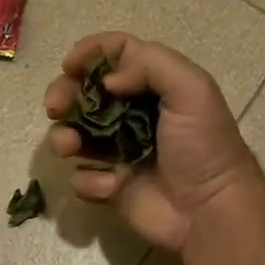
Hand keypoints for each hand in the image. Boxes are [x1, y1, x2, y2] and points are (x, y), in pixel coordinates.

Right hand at [44, 33, 263, 251]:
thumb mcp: (192, 90)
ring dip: (63, 136)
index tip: (70, 65)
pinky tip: (113, 186)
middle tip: (54, 107)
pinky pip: (81, 177)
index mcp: (153, 86)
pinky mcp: (109, 187)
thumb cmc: (203, 146)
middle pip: (83, 92)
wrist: (209, 211)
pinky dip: (90, 180)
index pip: (115, 54)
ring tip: (70, 147)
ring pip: (72, 134)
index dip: (90, 52)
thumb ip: (150, 65)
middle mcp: (131, 114)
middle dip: (63, 94)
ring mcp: (117, 151)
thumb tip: (106, 80)